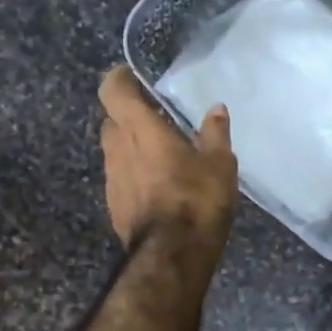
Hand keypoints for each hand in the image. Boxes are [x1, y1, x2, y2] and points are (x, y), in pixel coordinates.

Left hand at [98, 65, 237, 258]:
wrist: (172, 256)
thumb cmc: (197, 199)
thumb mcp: (219, 163)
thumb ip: (214, 133)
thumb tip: (216, 110)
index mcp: (140, 130)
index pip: (114, 91)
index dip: (118, 79)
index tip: (131, 75)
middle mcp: (118, 150)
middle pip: (112, 122)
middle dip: (129, 117)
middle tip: (155, 119)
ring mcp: (112, 180)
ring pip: (116, 152)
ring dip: (132, 148)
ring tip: (162, 156)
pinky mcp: (114, 206)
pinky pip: (121, 179)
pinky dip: (135, 175)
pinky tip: (159, 187)